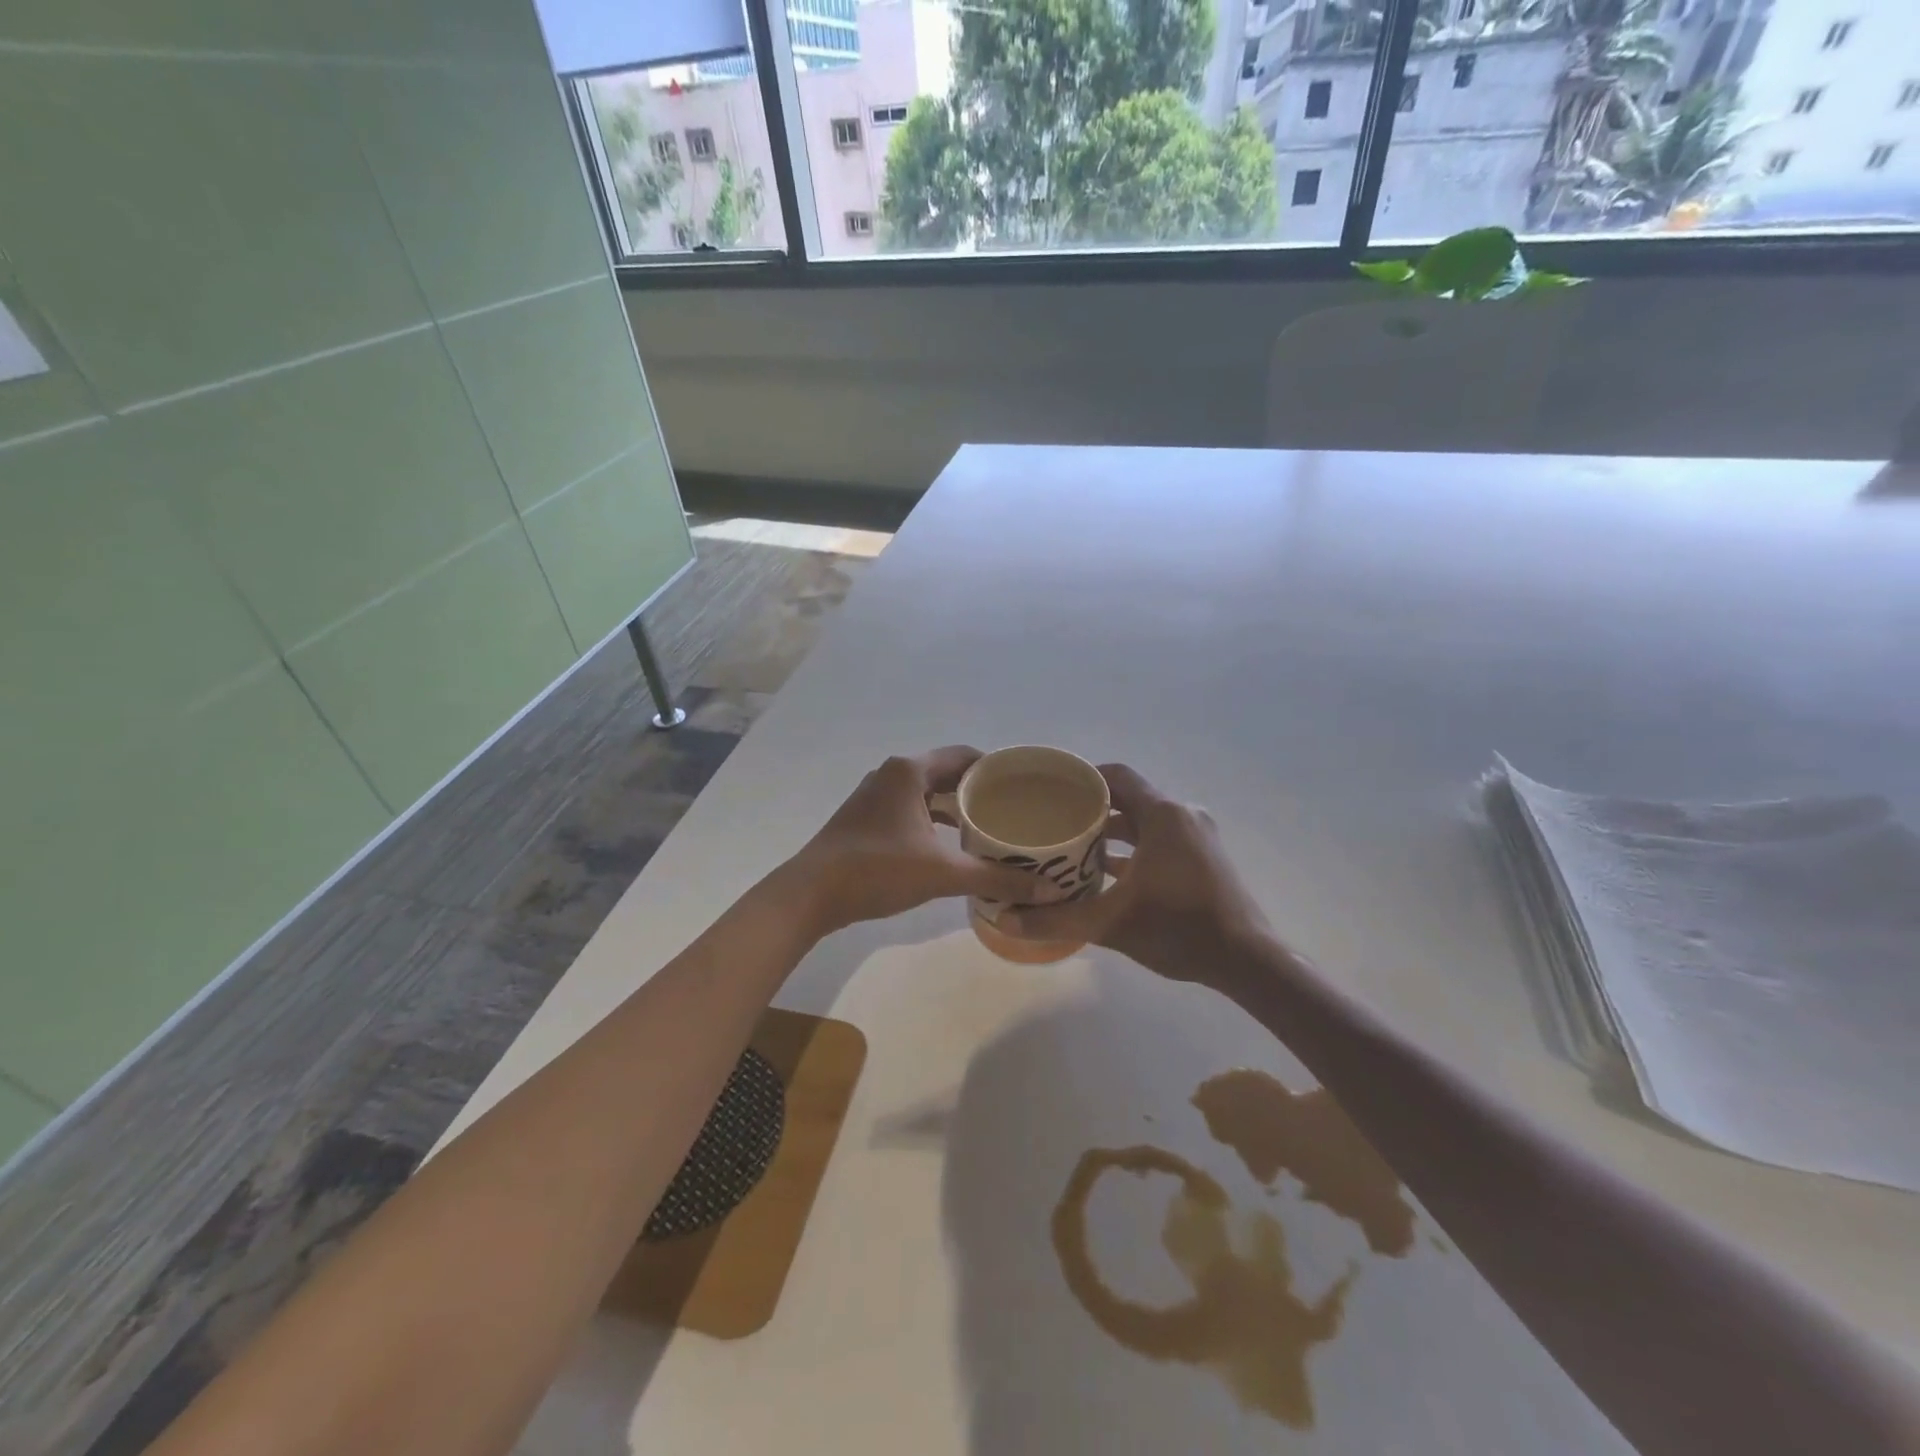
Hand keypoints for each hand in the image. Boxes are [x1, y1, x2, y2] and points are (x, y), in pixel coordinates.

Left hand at [786, 747, 1041, 935]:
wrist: (810, 894)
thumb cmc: (878, 870)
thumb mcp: (943, 873)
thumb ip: (996, 878)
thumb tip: (1048, 892)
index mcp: (910, 771)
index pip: (965, 756)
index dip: (997, 769)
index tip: (1024, 788)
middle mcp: (892, 774)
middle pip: (947, 772)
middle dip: (980, 790)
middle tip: (1013, 811)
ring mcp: (875, 795)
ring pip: (927, 793)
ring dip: (956, 807)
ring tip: (990, 828)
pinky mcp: (865, 818)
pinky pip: (911, 808)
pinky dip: (934, 820)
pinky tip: (951, 845)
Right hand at [1000, 763, 1272, 987]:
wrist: (1247, 961)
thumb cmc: (1178, 928)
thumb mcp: (1109, 924)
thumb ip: (1056, 919)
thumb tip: (1005, 921)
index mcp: (1162, 814)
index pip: (1116, 776)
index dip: (1082, 778)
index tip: (1051, 790)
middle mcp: (1182, 815)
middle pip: (1129, 798)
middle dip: (1092, 809)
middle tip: (1054, 822)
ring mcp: (1198, 836)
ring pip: (1145, 821)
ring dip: (1113, 832)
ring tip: (1074, 848)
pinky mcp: (1205, 857)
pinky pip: (1161, 839)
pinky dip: (1135, 849)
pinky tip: (1108, 874)